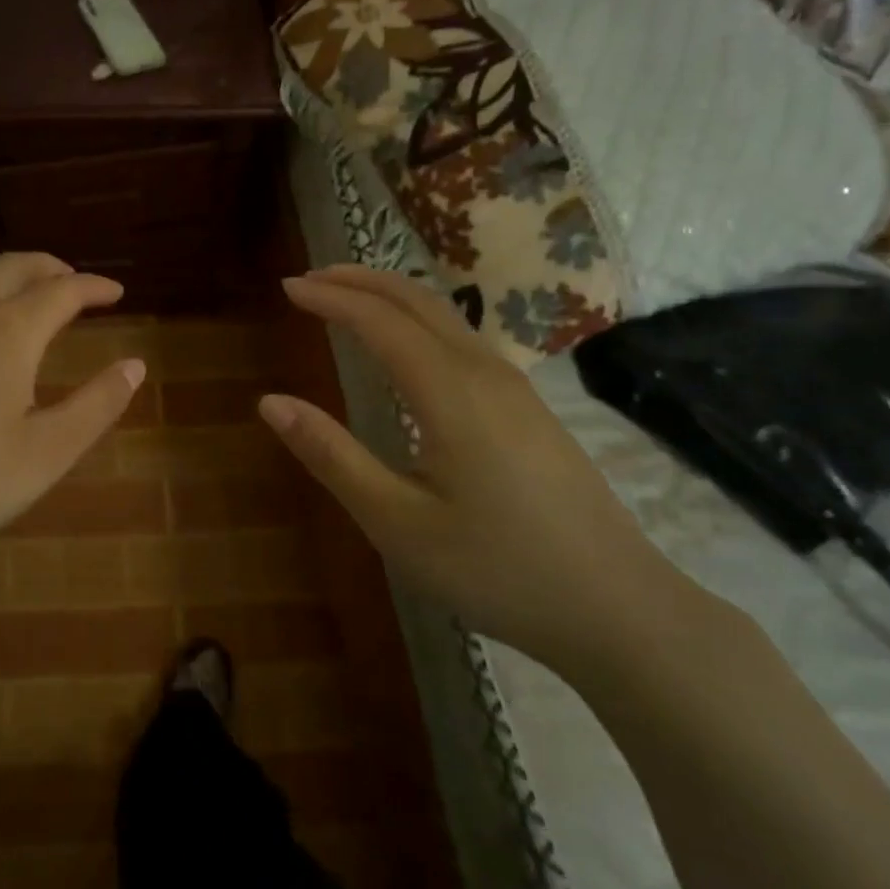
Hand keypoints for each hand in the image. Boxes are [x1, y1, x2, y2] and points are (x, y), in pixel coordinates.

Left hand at [0, 253, 143, 593]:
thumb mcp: (46, 453)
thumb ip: (97, 405)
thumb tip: (134, 365)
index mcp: (9, 333)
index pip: (62, 291)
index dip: (93, 286)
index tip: (115, 292)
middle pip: (13, 267)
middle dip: (49, 267)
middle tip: (73, 282)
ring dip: (7, 284)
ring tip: (25, 307)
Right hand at [263, 264, 695, 676]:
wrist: (620, 608)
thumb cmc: (497, 569)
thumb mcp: (397, 523)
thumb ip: (332, 457)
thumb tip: (270, 403)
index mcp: (450, 392)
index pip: (378, 320)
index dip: (329, 297)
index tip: (286, 288)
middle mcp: (485, 372)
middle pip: (416, 300)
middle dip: (359, 280)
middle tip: (310, 279)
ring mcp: (515, 387)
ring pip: (445, 315)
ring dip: (390, 295)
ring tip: (346, 298)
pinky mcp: (529, 407)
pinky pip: (463, 337)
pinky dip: (418, 319)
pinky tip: (406, 344)